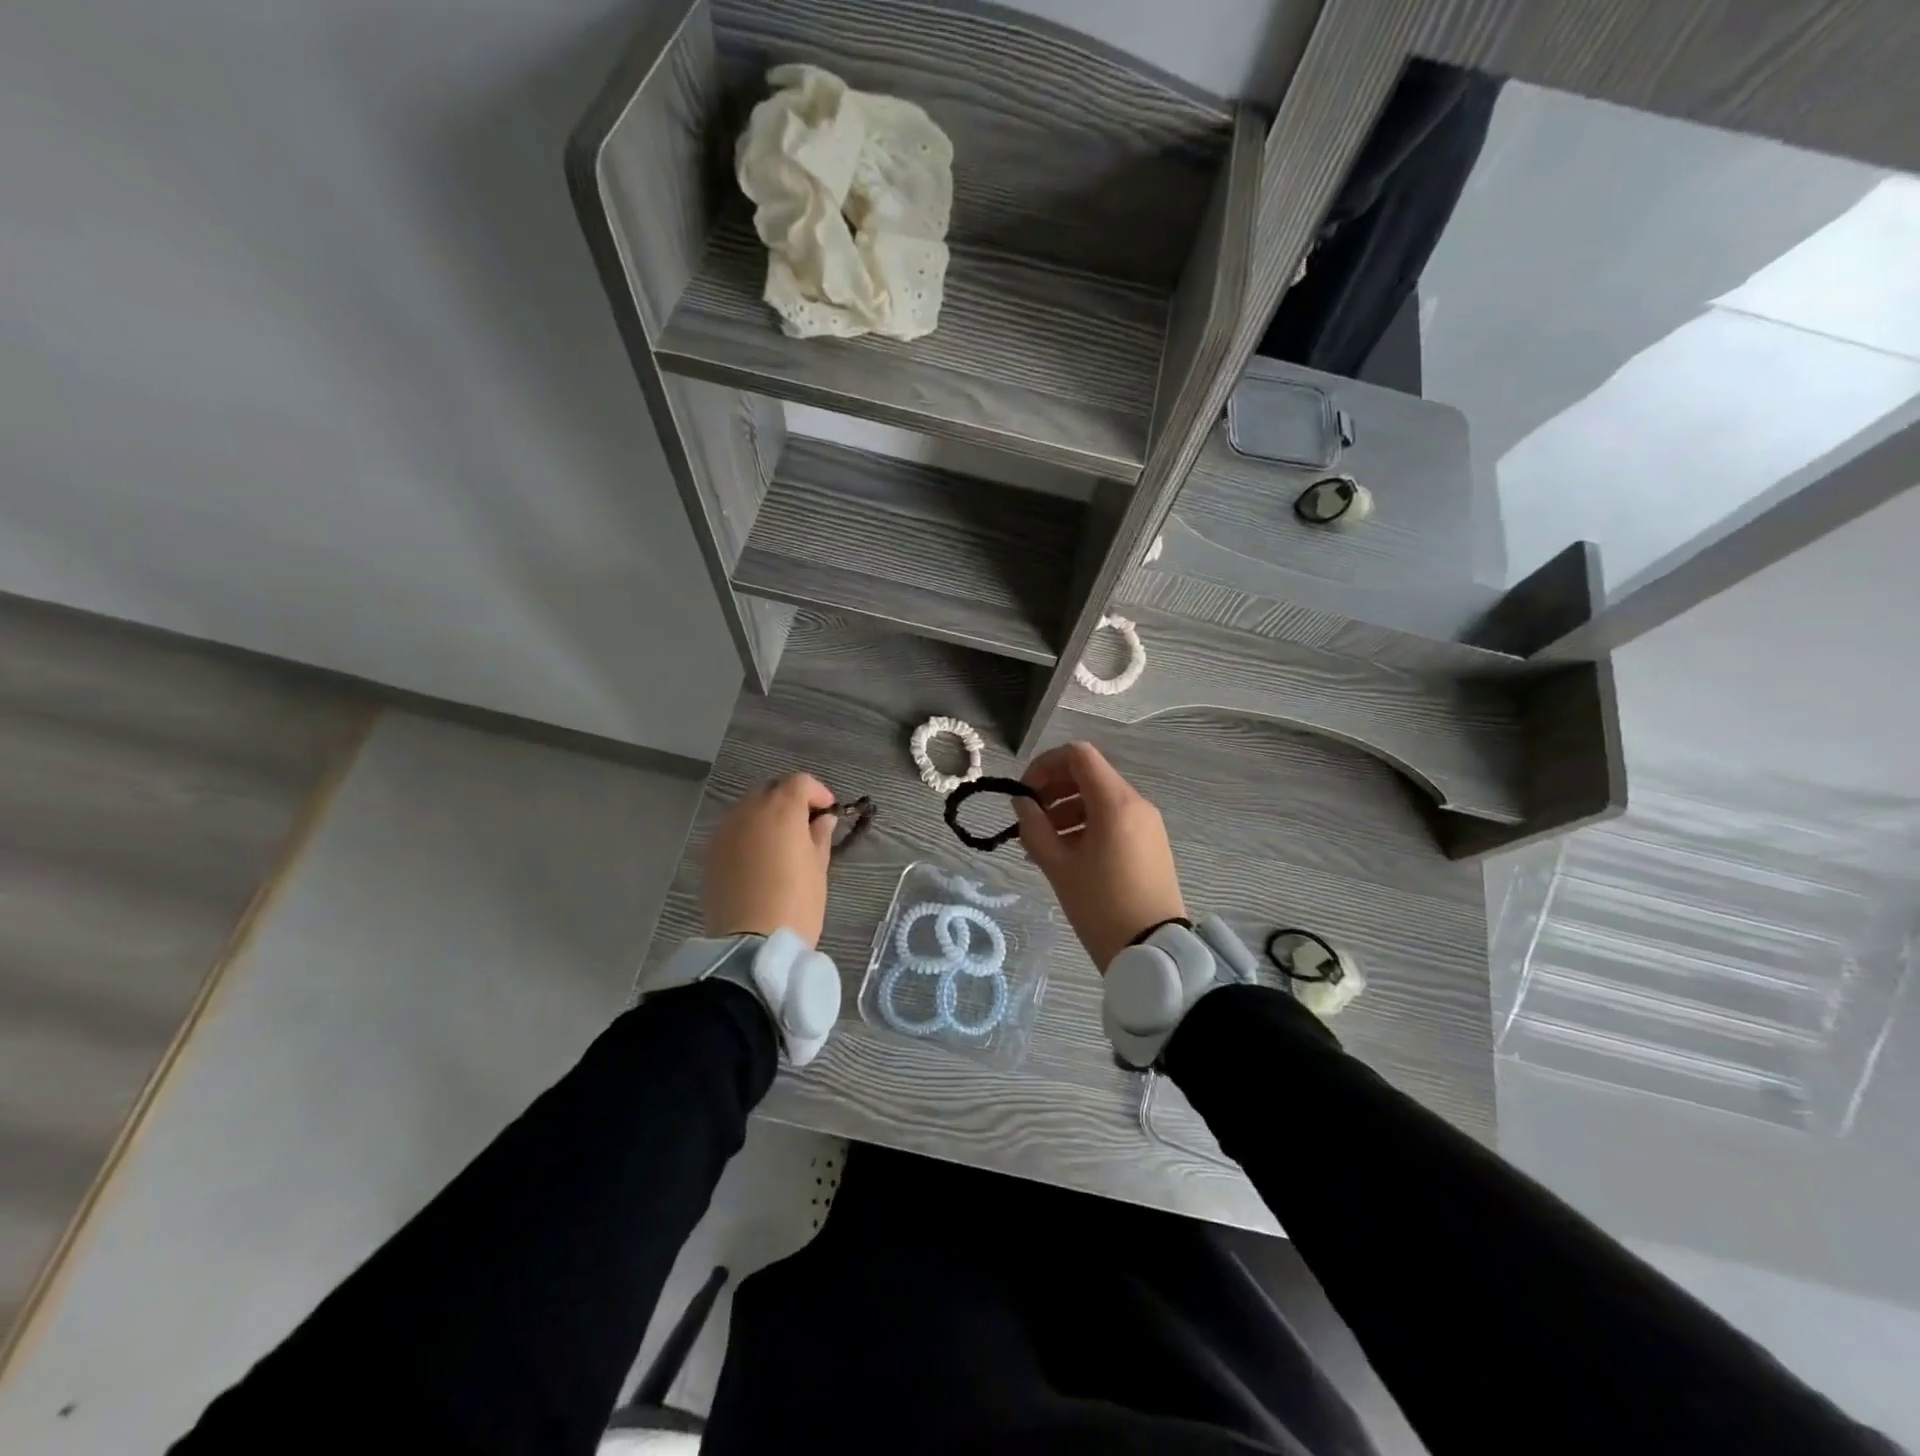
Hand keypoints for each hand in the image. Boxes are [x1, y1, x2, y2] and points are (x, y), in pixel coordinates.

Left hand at [703, 772, 836, 947]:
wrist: (751, 945)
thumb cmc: (796, 904)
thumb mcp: (818, 868)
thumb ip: (820, 836)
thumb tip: (822, 820)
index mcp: (781, 810)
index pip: (800, 782)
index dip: (817, 792)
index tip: (828, 812)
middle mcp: (749, 811)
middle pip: (771, 790)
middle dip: (790, 800)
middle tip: (806, 824)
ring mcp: (725, 831)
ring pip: (749, 809)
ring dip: (767, 816)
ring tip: (781, 843)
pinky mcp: (711, 853)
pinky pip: (734, 831)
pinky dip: (749, 834)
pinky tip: (759, 858)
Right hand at [1012, 742, 1186, 972]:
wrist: (1153, 951)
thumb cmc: (1101, 906)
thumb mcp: (1058, 866)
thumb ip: (1034, 827)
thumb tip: (1022, 802)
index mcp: (1116, 802)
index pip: (1078, 755)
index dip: (1045, 765)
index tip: (1025, 793)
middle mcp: (1136, 803)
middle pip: (1089, 774)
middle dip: (1054, 789)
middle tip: (1029, 817)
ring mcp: (1147, 823)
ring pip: (1100, 798)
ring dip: (1067, 808)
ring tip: (1042, 843)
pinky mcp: (1151, 843)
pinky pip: (1114, 819)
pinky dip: (1086, 824)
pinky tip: (1066, 854)